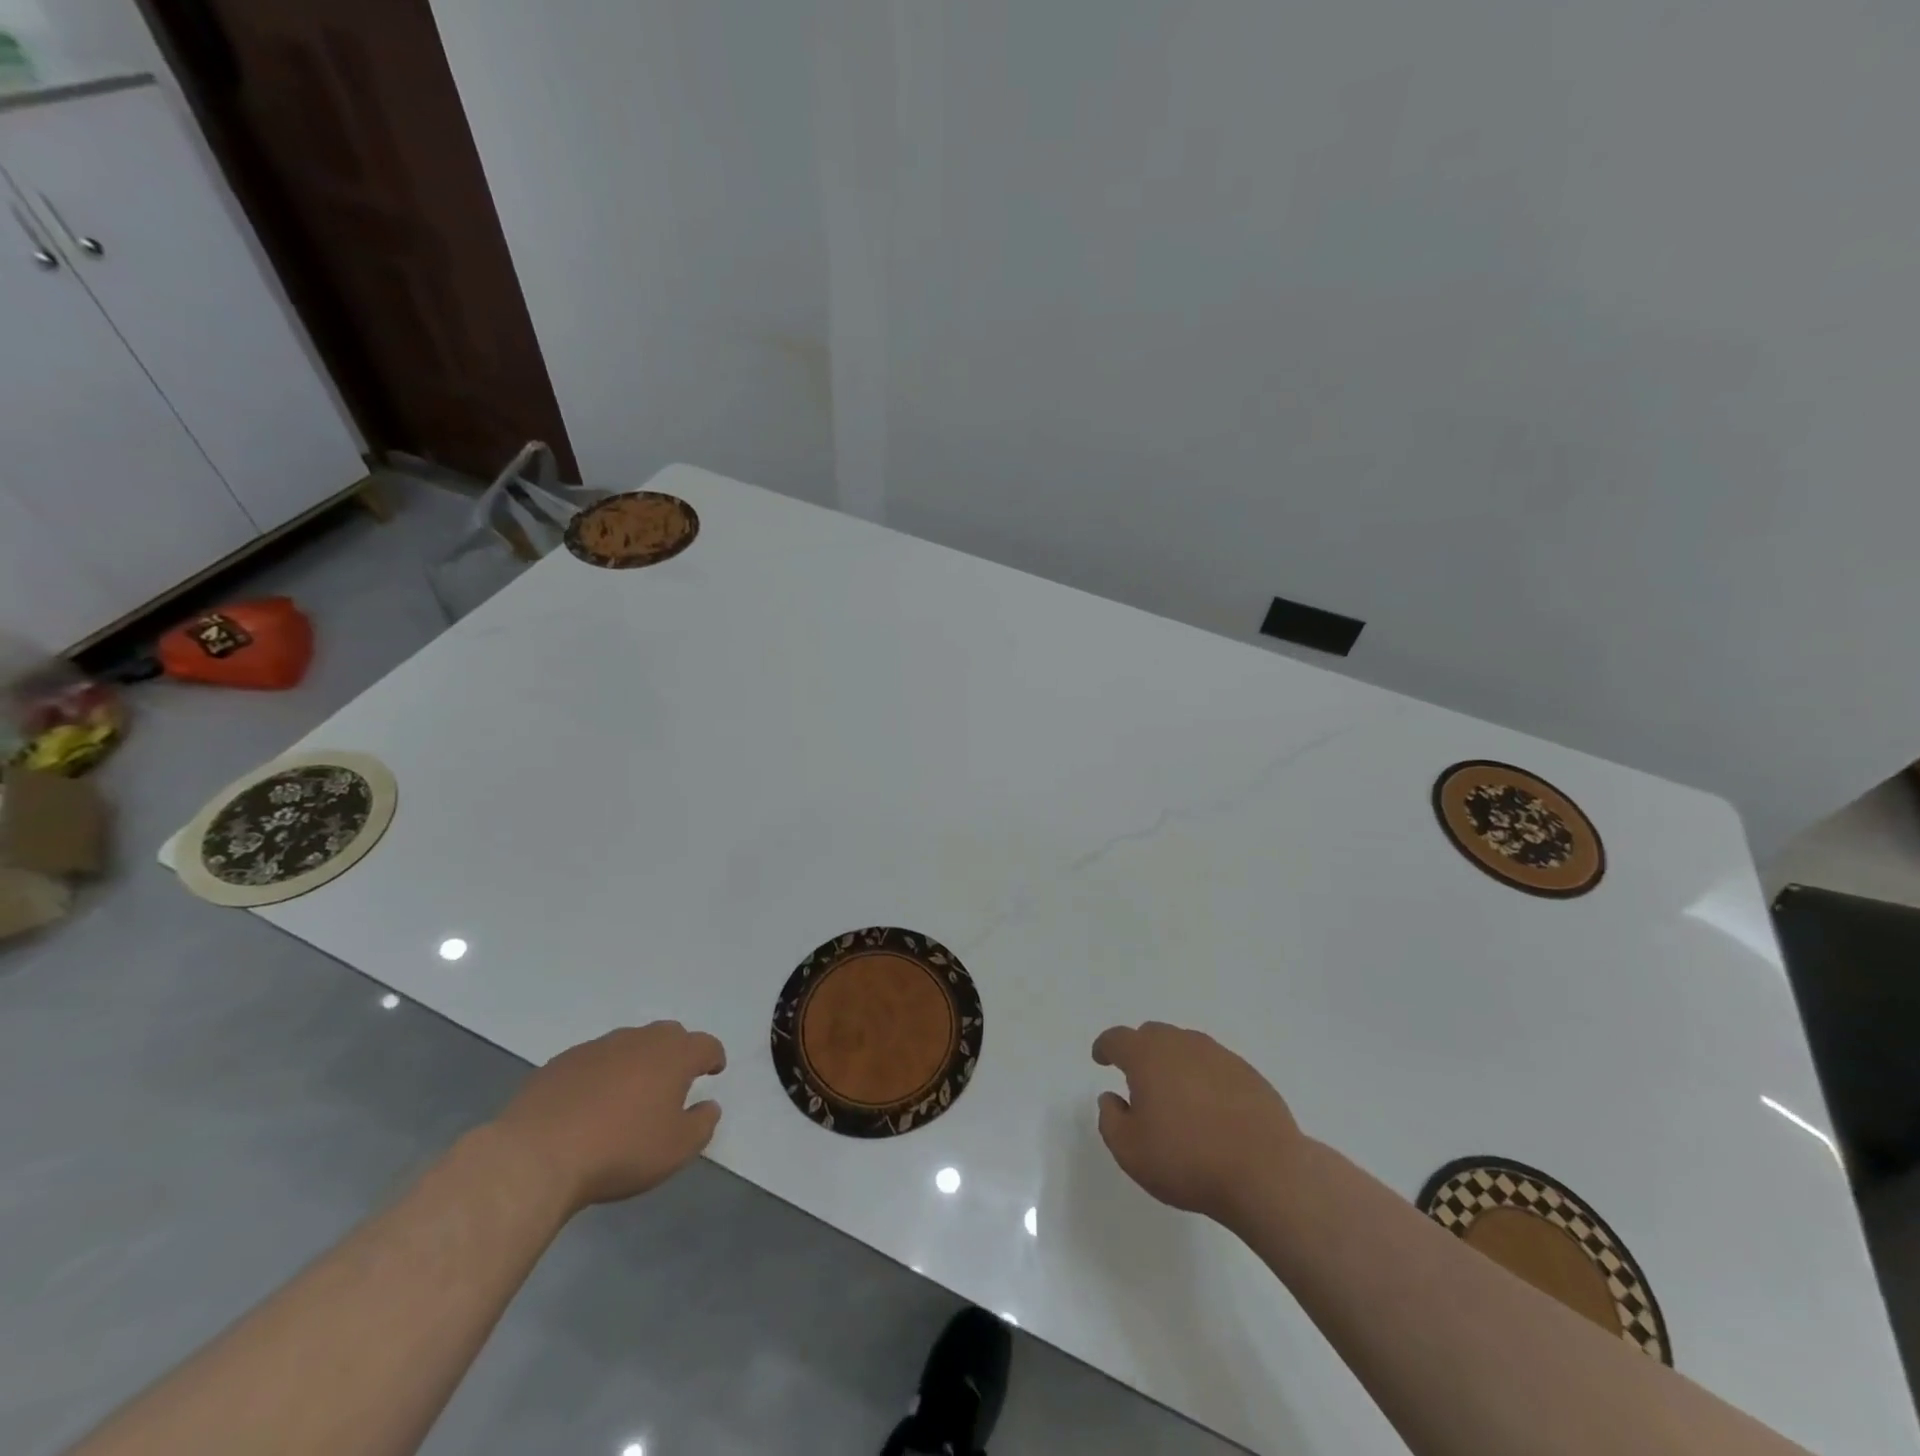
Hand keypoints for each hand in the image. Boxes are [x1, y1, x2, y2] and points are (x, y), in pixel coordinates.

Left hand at [493, 1021, 725, 1213]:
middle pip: (669, 1035)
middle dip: (677, 1052)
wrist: (537, 1155)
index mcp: (674, 1055)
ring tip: (631, 1093)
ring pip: (629, 1044)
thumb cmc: (620, 1150)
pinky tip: (591, 1103)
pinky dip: (602, 1074)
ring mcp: (598, 1047)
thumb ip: (702, 1124)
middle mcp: (640, 1040)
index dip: (713, 1057)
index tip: (714, 1070)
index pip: (705, 1045)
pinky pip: (594, 1060)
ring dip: (638, 1061)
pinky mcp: (562, 1062)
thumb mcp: (676, 1149)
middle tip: (675, 1079)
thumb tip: (709, 1106)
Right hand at [1092, 1021, 1303, 1226]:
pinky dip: (1203, 1078)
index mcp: (1148, 1056)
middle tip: (1137, 1078)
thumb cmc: (1188, 1160)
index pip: (1117, 1039)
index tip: (1100, 1058)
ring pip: (1185, 1046)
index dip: (1105, 1047)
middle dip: (1139, 1051)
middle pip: (1153, 1035)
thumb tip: (1112, 1098)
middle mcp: (1182, 1044)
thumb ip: (1111, 1120)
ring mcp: (1219, 1055)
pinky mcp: (1248, 1073)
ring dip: (1173, 1062)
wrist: (1266, 1172)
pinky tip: (1210, 1108)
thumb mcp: (1130, 1151)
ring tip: (1175, 1095)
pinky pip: (1214, 1065)